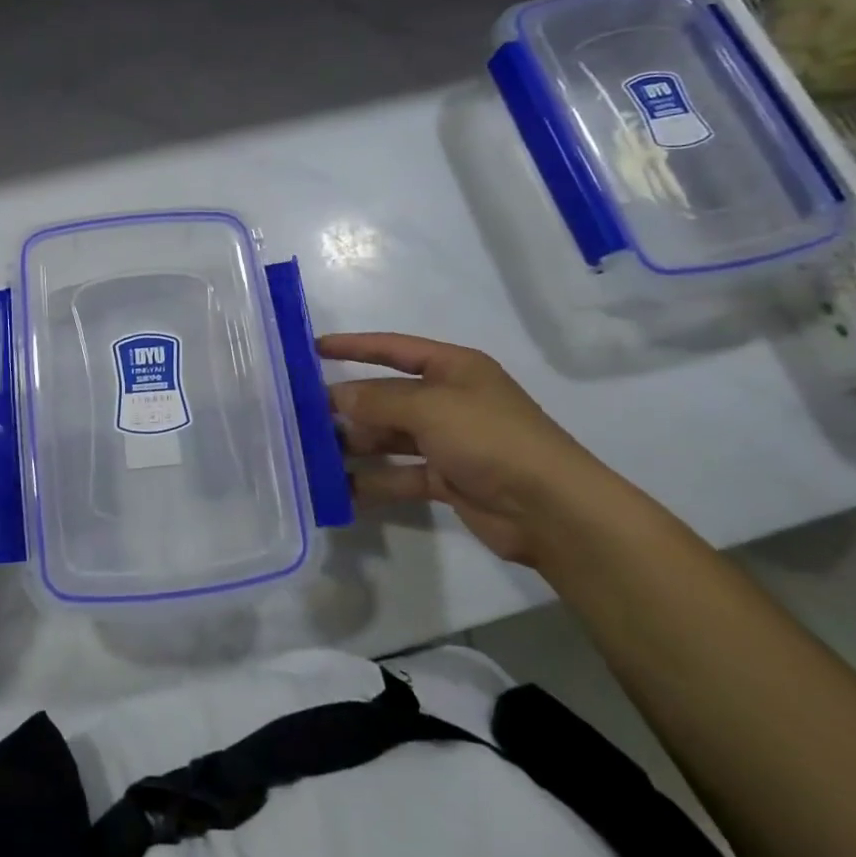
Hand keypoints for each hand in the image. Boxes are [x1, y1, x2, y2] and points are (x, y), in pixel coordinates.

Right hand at [318, 332, 622, 566]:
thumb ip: (378, 400)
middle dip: (349, 405)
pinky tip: (342, 489)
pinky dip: (374, 481)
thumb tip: (336, 397)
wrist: (552, 510)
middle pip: (388, 397)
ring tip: (314, 454)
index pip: (394, 349)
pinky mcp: (449, 480)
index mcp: (453, 369)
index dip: (354, 346)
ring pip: (391, 438)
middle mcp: (450, 401)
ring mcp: (450, 442)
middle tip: (303, 416)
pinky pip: (401, 475)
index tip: (313, 350)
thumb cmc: (490, 438)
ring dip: (357, 445)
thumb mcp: (430, 408)